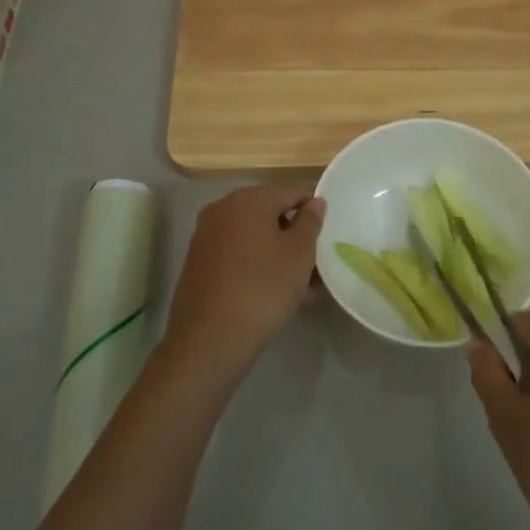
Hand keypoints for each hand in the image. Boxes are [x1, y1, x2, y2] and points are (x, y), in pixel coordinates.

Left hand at [162, 184, 323, 374]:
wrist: (210, 338)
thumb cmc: (263, 287)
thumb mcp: (299, 254)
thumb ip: (310, 222)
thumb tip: (314, 202)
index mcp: (249, 199)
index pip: (292, 191)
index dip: (314, 207)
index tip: (330, 231)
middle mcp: (223, 209)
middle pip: (271, 213)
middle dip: (296, 235)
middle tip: (318, 262)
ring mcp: (207, 236)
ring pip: (255, 237)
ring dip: (280, 254)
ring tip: (304, 285)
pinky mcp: (200, 262)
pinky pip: (239, 254)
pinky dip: (259, 265)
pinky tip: (278, 293)